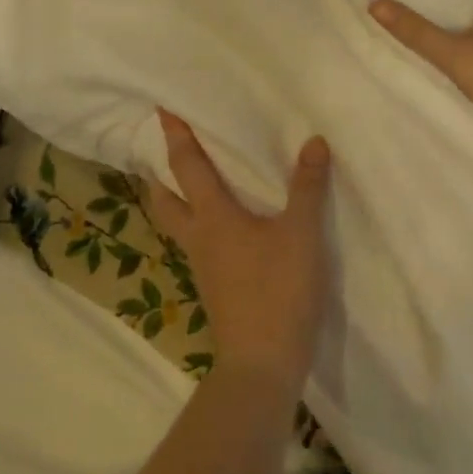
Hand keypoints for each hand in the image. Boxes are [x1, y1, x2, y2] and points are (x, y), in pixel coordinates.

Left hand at [143, 110, 330, 397]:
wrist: (262, 364)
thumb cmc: (278, 292)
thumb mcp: (301, 234)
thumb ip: (307, 187)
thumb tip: (313, 141)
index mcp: (212, 217)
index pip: (186, 167)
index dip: (175, 136)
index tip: (161, 109)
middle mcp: (198, 237)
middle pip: (164, 199)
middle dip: (159, 172)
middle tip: (165, 150)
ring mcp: (202, 266)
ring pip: (176, 223)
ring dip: (175, 198)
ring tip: (188, 182)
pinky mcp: (214, 286)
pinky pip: (196, 243)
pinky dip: (197, 222)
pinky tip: (222, 225)